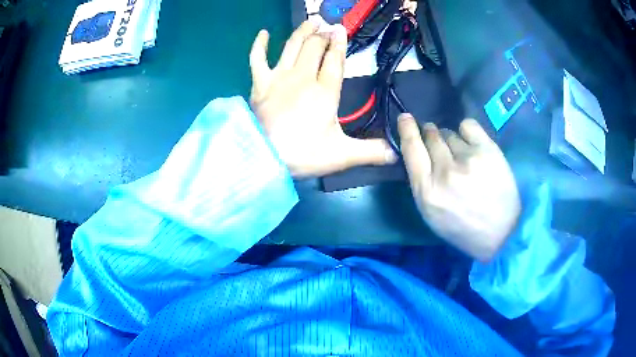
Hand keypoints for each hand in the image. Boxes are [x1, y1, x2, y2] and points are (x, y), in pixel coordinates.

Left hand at [249, 21, 396, 177]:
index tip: (341, 30)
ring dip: (302, 31)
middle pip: (314, 48)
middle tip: (329, 26)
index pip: (335, 60)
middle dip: (323, 35)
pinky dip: (259, 45)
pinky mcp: (259, 84)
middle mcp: (303, 77)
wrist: (265, 158)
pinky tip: (263, 33)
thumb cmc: (304, 154)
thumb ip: (371, 151)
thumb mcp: (343, 155)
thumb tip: (396, 153)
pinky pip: (257, 58)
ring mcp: (279, 78)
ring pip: (292, 46)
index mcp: (325, 91)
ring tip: (311, 21)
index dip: (339, 44)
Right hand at [398, 115, 520, 261]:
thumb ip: (422, 183)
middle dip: (431, 135)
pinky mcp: (488, 150)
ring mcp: (468, 159)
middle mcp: (445, 172)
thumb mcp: (431, 214)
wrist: (502, 233)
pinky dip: (467, 131)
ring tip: (464, 156)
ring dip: (452, 140)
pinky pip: (468, 125)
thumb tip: (419, 151)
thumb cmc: (463, 227)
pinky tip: (472, 144)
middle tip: (441, 145)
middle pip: (431, 137)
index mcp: (427, 191)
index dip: (407, 130)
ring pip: (450, 133)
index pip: (411, 149)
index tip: (405, 118)